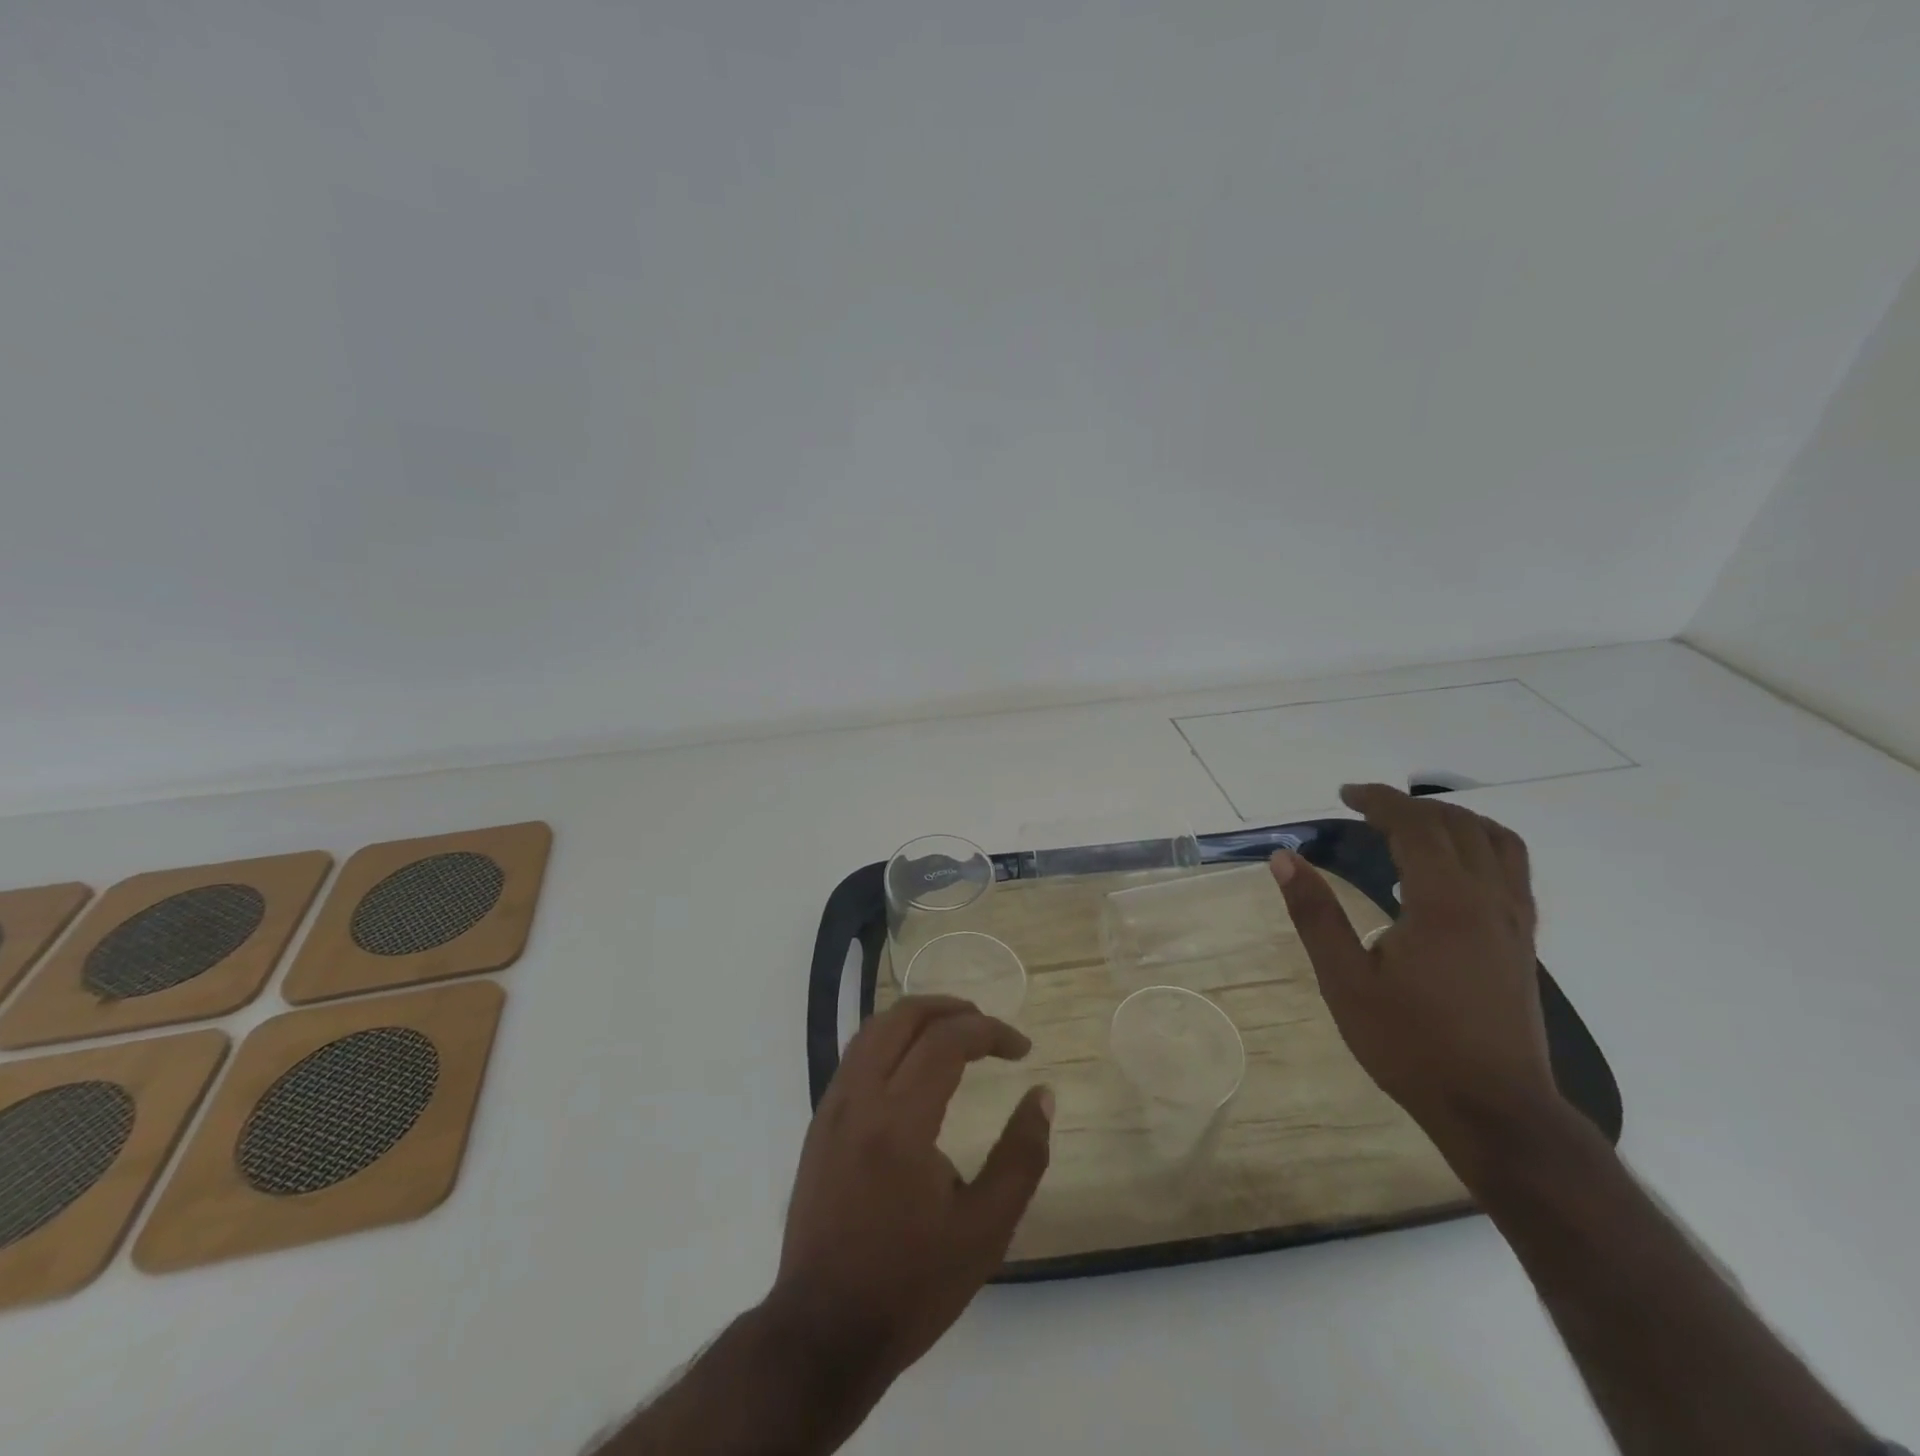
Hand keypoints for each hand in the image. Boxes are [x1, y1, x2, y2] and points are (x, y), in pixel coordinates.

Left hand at [770, 996, 1052, 1394]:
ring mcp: (832, 1109)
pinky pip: (856, 1057)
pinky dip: (891, 1041)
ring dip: (918, 1019)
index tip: (1022, 1049)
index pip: (947, 1040)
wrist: (822, 1334)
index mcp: (899, 1121)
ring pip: (873, 1030)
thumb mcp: (985, 1230)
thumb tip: (1042, 1095)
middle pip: (903, 1017)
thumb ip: (1021, 1156)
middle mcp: (859, 1099)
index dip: (991, 1031)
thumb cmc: (910, 1285)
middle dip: (952, 1009)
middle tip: (988, 1028)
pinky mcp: (819, 1125)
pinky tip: (913, 1069)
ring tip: (955, 1035)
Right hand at [1269, 783, 1561, 1168]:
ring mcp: (1515, 921)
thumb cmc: (1410, 1044)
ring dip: (1452, 819)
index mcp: (1444, 904)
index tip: (1345, 795)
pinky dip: (1480, 844)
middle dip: (1409, 806)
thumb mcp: (1345, 981)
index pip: (1416, 827)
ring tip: (1412, 824)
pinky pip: (1512, 869)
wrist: (1494, 1109)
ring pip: (1495, 842)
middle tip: (1365, 809)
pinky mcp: (1523, 941)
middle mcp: (1488, 900)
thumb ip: (1315, 914)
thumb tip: (1284, 858)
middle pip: (1456, 826)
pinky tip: (1453, 866)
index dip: (1379, 802)